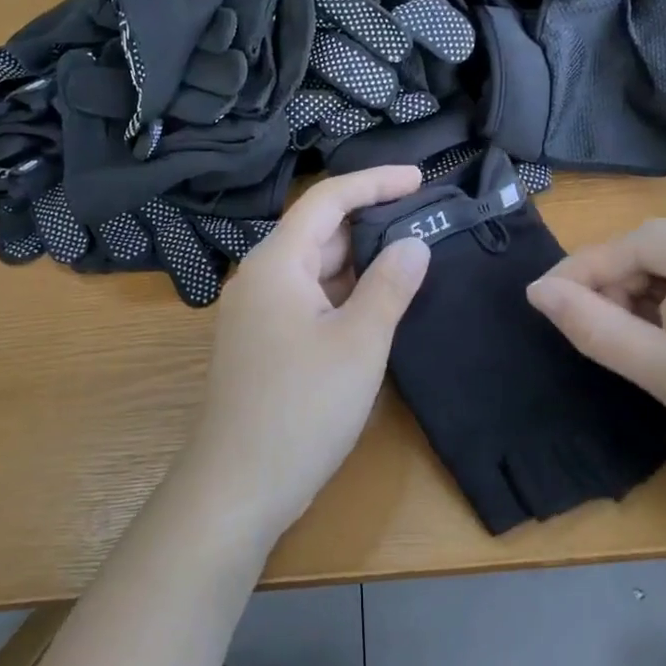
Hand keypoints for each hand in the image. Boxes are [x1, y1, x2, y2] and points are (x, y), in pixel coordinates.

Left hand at [179, 166, 430, 546]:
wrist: (239, 486)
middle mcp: (261, 278)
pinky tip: (378, 303)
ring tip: (412, 257)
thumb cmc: (302, 407)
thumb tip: (414, 243)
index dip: (374, 182)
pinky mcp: (263, 343)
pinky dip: (344, 293)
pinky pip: (309, 299)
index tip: (420, 179)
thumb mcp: (359, 343)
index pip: (327, 200)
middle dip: (372, 223)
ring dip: (360, 262)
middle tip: (426, 222)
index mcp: (277, 263)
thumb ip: (390, 285)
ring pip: (316, 269)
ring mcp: (258, 313)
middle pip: (320, 232)